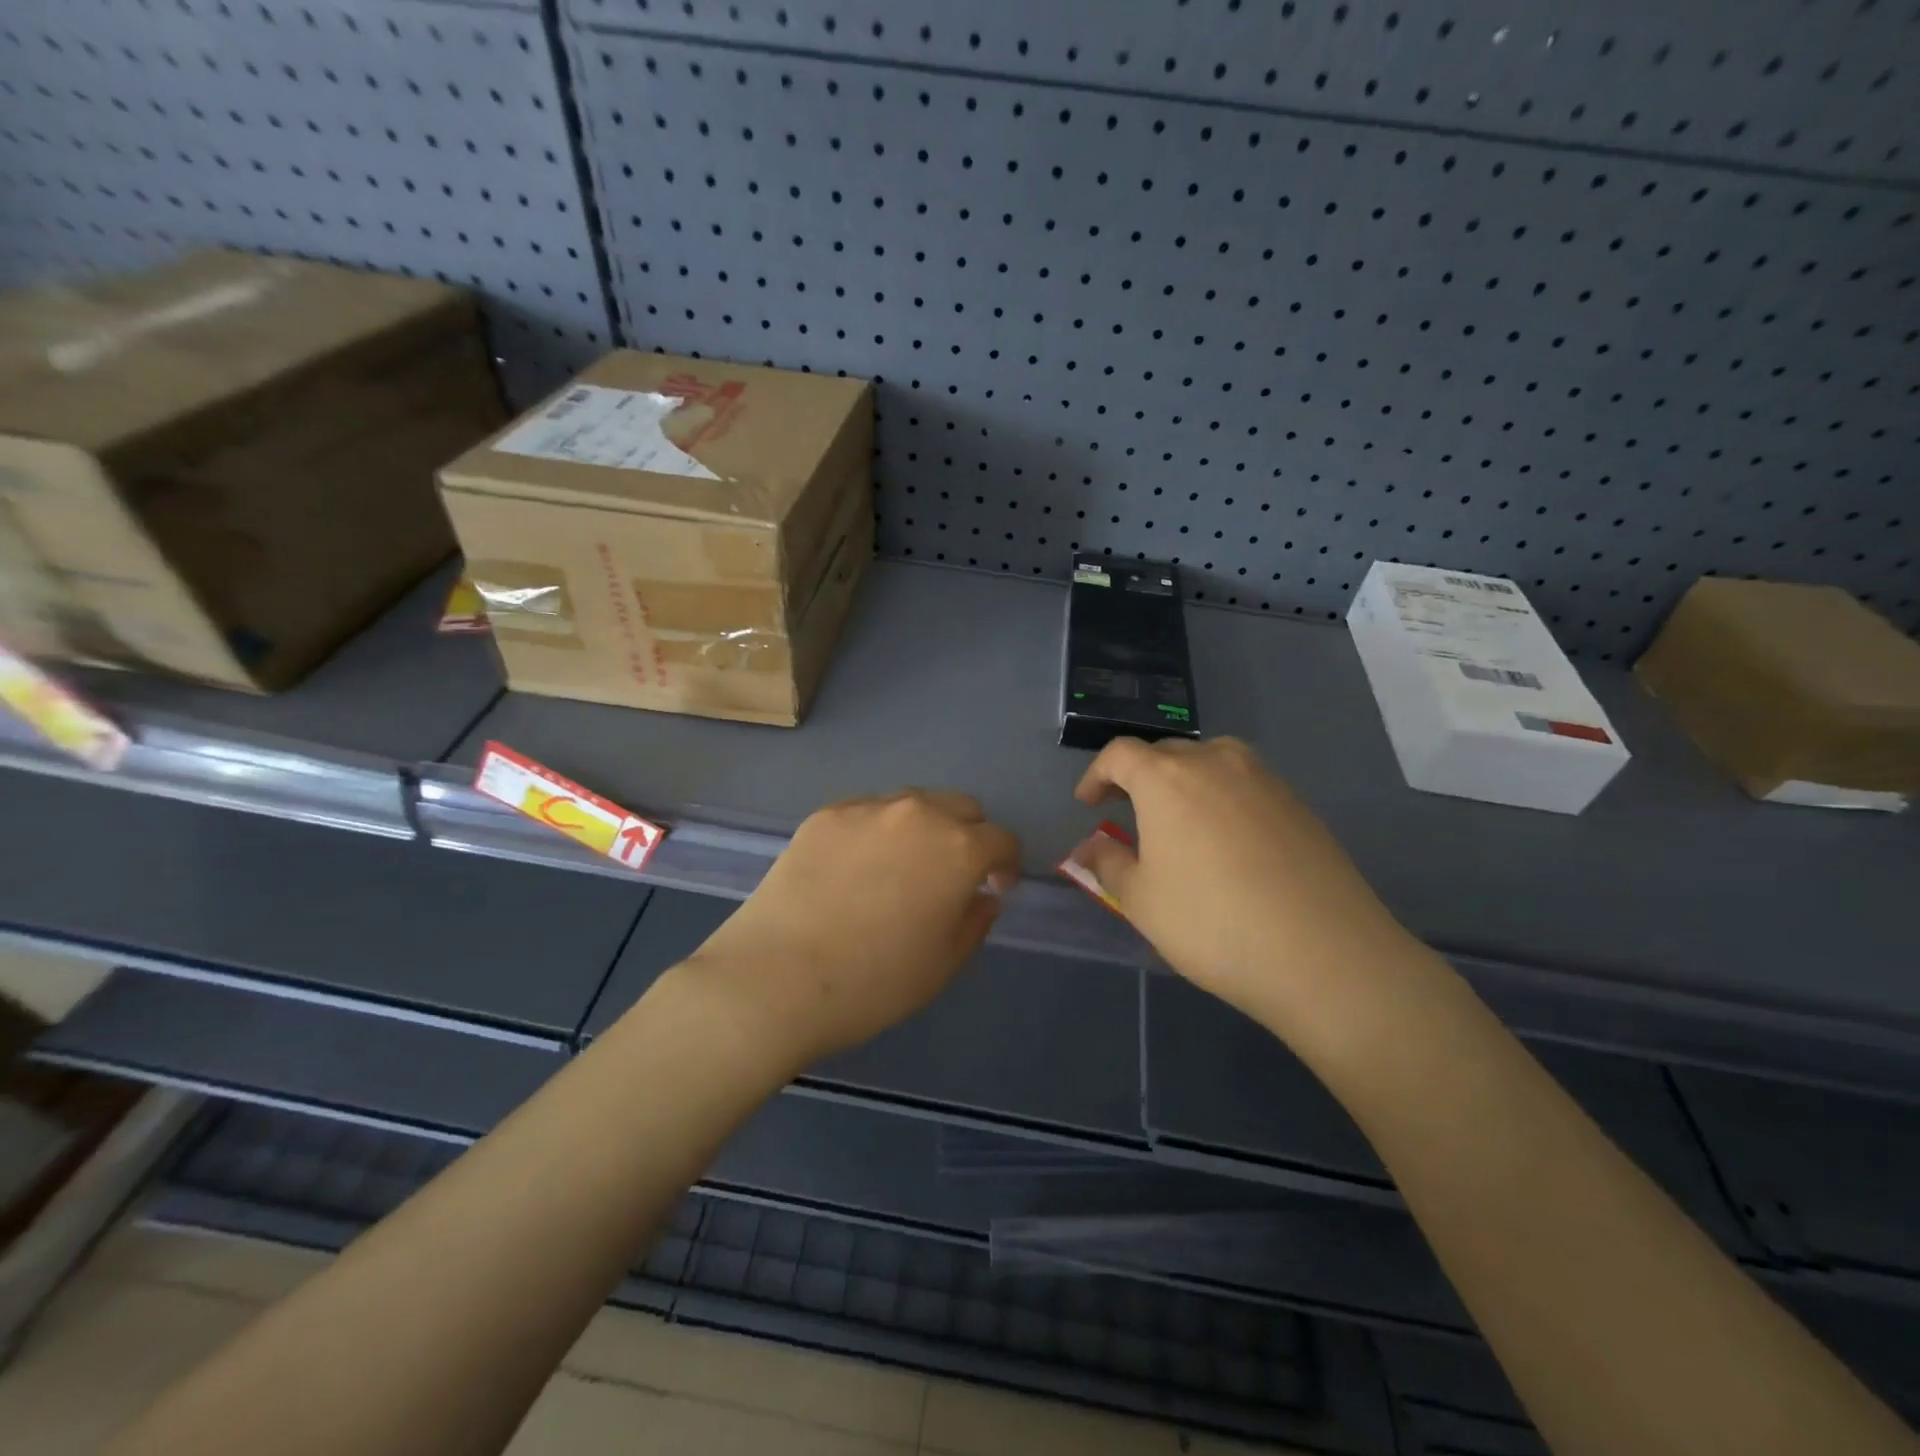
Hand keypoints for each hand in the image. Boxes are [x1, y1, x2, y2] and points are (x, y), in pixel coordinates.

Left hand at [678, 791, 1021, 1072]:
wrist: (777, 978)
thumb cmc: (874, 982)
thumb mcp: (944, 964)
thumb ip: (976, 921)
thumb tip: (983, 895)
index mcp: (959, 848)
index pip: (1002, 839)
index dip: (1006, 865)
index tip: (993, 889)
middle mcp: (918, 814)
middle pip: (961, 807)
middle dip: (969, 836)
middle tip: (951, 875)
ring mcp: (867, 808)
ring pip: (914, 803)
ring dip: (924, 827)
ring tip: (901, 867)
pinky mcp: (825, 814)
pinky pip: (868, 812)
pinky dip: (877, 831)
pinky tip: (855, 869)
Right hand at [1071, 737, 1418, 1023]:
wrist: (1324, 954)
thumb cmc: (1213, 923)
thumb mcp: (1141, 900)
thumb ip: (1108, 863)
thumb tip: (1089, 847)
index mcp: (1167, 778)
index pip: (1120, 754)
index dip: (1097, 775)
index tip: (1088, 804)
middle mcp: (1215, 762)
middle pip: (1166, 753)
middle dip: (1139, 777)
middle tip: (1128, 814)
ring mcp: (1264, 779)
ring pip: (1210, 762)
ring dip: (1184, 782)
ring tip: (1179, 821)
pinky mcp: (1298, 803)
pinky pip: (1245, 785)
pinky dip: (1223, 798)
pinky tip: (1227, 842)